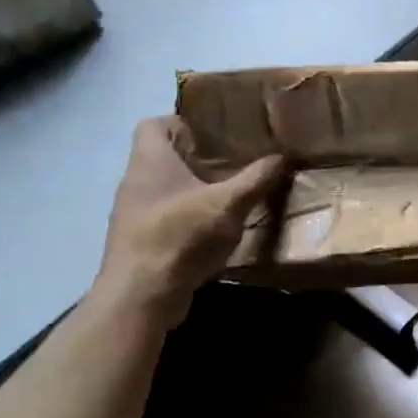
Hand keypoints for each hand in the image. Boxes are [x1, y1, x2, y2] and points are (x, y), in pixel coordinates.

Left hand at [95, 117, 284, 327]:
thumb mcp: (228, 204)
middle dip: (197, 159)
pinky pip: (165, 218)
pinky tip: (215, 230)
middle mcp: (135, 181)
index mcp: (150, 159)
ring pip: (166, 190)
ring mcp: (133, 214)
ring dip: (194, 191)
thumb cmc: (181, 235)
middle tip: (234, 161)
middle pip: (163, 157)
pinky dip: (188, 219)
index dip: (182, 122)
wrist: (141, 296)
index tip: (215, 132)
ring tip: (229, 194)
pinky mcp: (139, 242)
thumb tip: (284, 156)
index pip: (154, 123)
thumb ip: (256, 179)